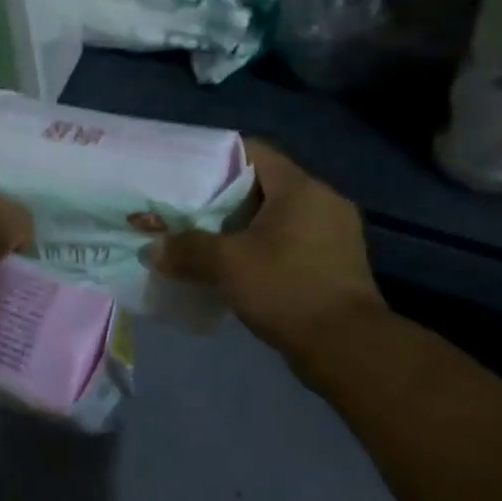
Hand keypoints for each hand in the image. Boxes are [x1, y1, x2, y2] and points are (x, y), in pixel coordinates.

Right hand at [152, 140, 385, 364]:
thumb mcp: (227, 265)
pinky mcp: (340, 262)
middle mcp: (324, 200)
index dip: (218, 157)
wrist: (349, 349)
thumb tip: (153, 248)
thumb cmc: (287, 289)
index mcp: (300, 187)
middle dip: (228, 197)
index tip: (188, 174)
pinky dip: (268, 246)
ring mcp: (337, 232)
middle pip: (266, 183)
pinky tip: (244, 266)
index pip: (254, 151)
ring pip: (280, 215)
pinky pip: (295, 240)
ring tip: (212, 239)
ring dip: (247, 225)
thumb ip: (187, 249)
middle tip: (193, 210)